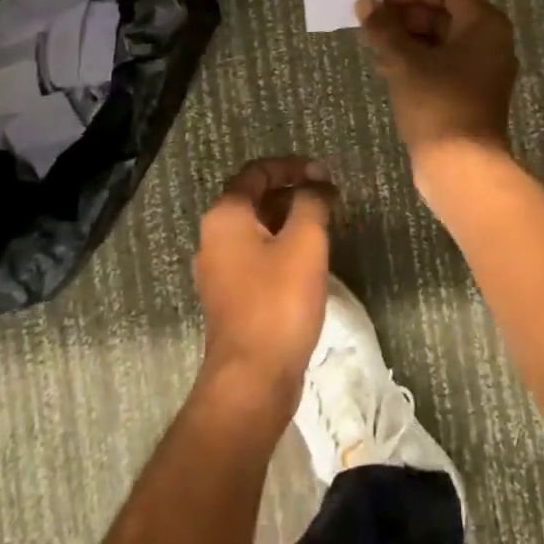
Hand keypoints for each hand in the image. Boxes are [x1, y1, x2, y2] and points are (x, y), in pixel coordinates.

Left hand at [193, 157, 334, 428]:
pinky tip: (309, 259)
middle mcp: (214, 237)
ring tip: (325, 224)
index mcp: (226, 216)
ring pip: (257, 228)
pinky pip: (257, 256)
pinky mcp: (232, 296)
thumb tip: (318, 185)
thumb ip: (312, 202)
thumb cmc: (279, 301)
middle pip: (255, 198)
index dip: (292, 166)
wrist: (253, 377)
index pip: (257, 172)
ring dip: (290, 219)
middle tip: (329, 198)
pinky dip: (282, 246)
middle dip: (293, 192)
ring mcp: (220, 270)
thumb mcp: (305, 241)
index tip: (325, 175)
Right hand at [357, 0, 518, 161]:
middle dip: (406, 16)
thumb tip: (364, 2)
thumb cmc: (437, 103)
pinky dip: (417, 60)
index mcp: (485, 25)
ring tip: (373, 42)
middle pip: (446, 15)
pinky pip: (444, 64)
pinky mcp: (471, 94)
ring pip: (442, 41)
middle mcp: (491, 43)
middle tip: (373, 21)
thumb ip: (384, 28)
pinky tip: (386, 66)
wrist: (461, 166)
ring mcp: (483, 71)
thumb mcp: (405, 62)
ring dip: (408, 38)